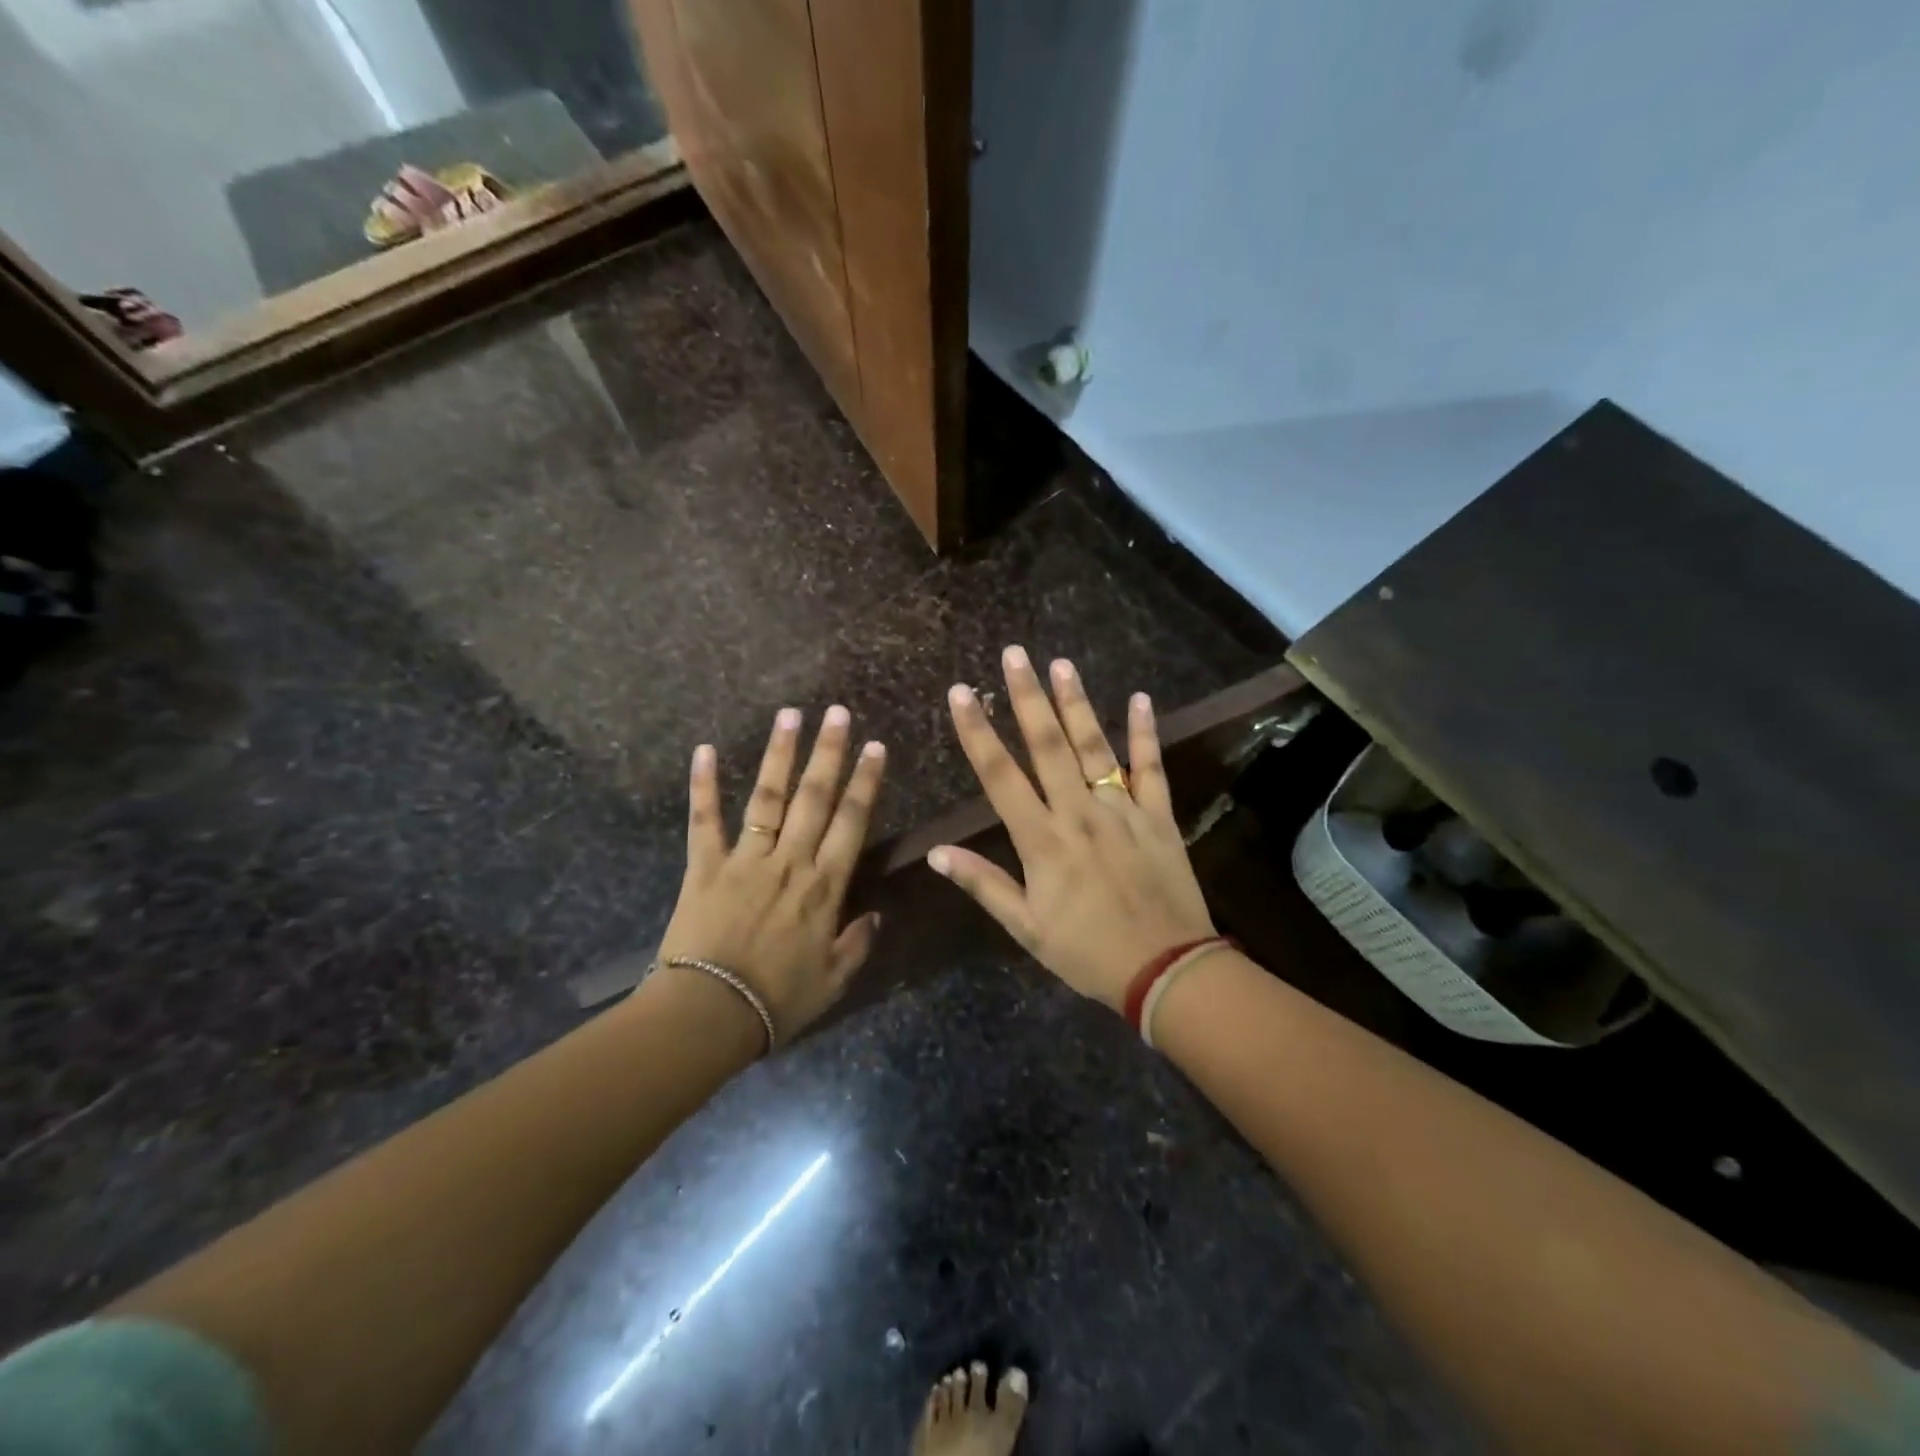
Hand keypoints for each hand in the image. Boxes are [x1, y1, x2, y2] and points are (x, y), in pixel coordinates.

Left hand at [656, 706, 886, 1040]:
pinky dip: (704, 785)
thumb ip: (857, 944)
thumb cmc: (777, 1001)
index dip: (866, 782)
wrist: (710, 1015)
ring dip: (779, 754)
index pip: (852, 822)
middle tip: (836, 713)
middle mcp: (790, 861)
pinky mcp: (706, 866)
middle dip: (828, 752)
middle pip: (814, 797)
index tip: (875, 747)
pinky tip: (705, 750)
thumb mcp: (833, 981)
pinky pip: (705, 820)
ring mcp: (746, 859)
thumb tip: (876, 914)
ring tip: (789, 715)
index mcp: (824, 886)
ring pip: (768, 797)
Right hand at [928, 646, 1215, 1011]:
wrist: (1165, 970)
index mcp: (1042, 840)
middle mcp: (1079, 813)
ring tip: (1061, 664)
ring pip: (1095, 747)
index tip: (959, 694)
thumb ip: (983, 884)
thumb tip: (936, 853)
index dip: (977, 733)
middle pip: (1048, 746)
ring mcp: (1122, 810)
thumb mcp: (1026, 927)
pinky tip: (1140, 699)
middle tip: (1014, 655)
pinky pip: (1151, 768)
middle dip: (1027, 698)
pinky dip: (1146, 733)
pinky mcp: (1158, 816)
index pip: (1000, 776)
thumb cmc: (1087, 952)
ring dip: (1076, 704)